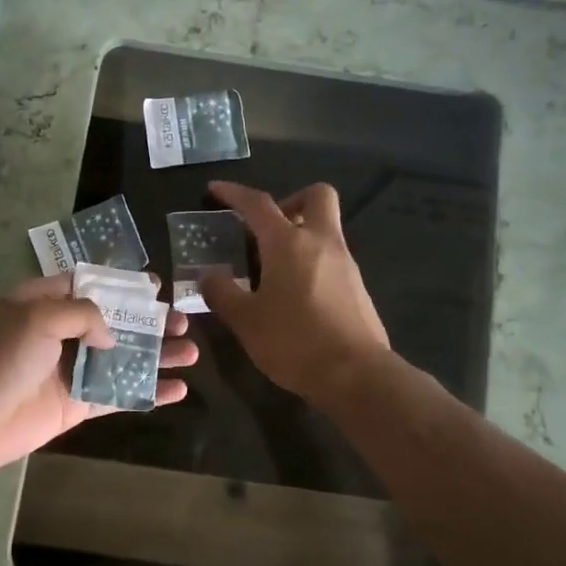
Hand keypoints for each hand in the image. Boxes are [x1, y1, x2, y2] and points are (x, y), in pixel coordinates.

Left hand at [0, 274, 196, 480]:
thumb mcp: (36, 317)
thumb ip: (82, 315)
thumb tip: (109, 335)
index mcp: (39, 303)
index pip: (85, 284)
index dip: (120, 283)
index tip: (155, 284)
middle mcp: (56, 333)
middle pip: (111, 321)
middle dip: (147, 320)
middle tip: (182, 321)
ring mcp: (67, 371)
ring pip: (120, 358)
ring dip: (154, 355)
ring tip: (191, 351)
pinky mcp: (74, 405)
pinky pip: (116, 395)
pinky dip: (146, 392)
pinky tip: (177, 390)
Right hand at [199, 180, 389, 406]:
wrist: (356, 375)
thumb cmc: (294, 341)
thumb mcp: (245, 320)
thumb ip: (222, 293)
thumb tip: (208, 277)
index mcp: (289, 243)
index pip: (258, 204)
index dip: (234, 193)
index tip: (215, 190)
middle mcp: (321, 242)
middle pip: (316, 196)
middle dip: (290, 201)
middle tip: (265, 229)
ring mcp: (345, 263)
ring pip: (325, 229)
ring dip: (299, 235)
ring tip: (270, 270)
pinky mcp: (357, 287)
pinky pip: (331, 257)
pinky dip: (311, 261)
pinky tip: (294, 294)